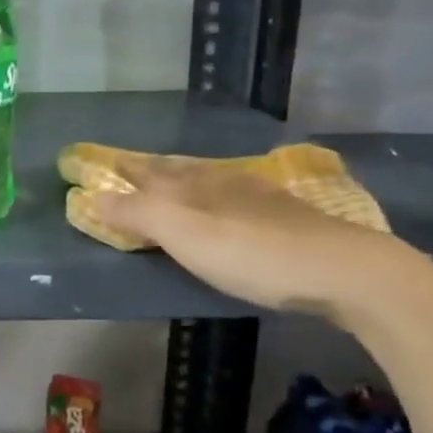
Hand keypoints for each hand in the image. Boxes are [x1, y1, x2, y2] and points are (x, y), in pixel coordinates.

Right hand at [97, 168, 421, 324]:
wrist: (341, 269)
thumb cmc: (249, 251)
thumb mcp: (182, 232)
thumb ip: (136, 214)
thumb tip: (91, 196)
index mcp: (194, 182)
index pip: (148, 170)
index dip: (123, 168)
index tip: (101, 163)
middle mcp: (222, 181)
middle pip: (178, 171)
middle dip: (152, 170)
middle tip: (131, 171)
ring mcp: (258, 198)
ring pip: (210, 181)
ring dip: (185, 182)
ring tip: (174, 187)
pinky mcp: (287, 218)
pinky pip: (236, 199)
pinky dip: (217, 200)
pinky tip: (229, 209)